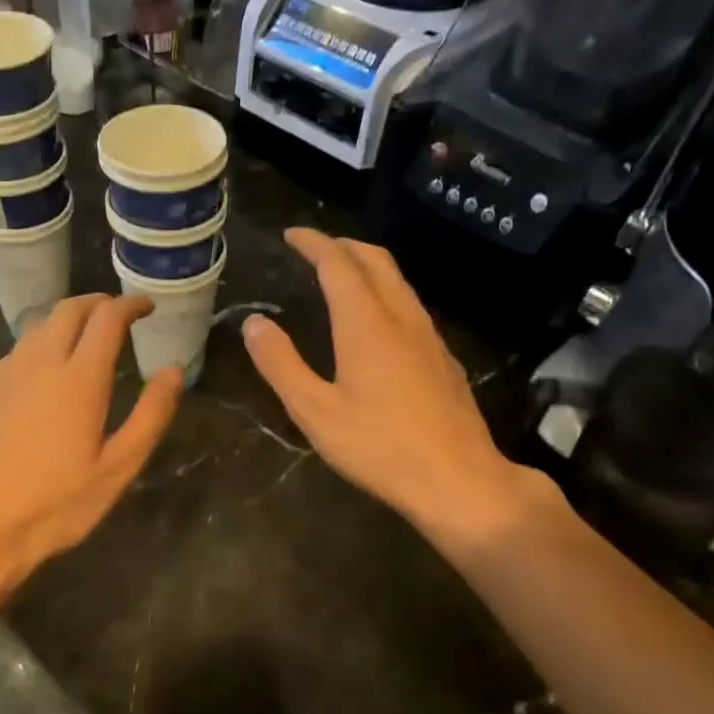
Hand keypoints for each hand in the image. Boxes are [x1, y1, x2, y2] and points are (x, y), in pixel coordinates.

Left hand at [0, 295, 182, 594]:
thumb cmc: (58, 503)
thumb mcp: (119, 467)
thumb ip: (151, 414)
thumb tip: (173, 371)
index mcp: (80, 377)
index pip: (107, 318)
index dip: (130, 304)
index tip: (147, 307)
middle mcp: (40, 362)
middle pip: (68, 310)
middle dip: (97, 303)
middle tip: (118, 314)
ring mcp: (6, 375)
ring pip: (38, 326)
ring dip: (66, 320)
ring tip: (85, 337)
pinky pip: (17, 351)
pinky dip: (40, 344)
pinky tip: (45, 371)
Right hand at [242, 229, 559, 556]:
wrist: (459, 479)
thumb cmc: (379, 447)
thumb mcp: (315, 411)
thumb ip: (281, 364)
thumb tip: (254, 323)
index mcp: (366, 323)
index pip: (338, 263)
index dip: (313, 243)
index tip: (291, 234)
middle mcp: (401, 317)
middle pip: (375, 261)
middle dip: (342, 246)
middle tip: (314, 248)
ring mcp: (429, 336)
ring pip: (398, 281)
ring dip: (367, 266)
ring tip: (342, 274)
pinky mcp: (443, 358)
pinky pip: (410, 305)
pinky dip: (386, 292)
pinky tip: (377, 319)